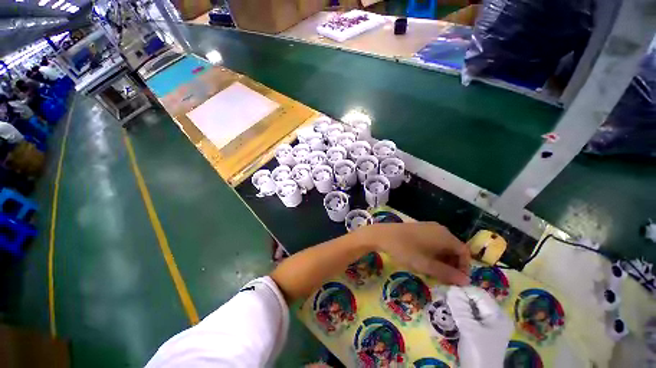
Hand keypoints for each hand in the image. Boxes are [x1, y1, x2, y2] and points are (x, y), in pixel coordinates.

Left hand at [356, 222, 469, 284]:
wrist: (383, 235)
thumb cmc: (405, 250)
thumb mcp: (426, 265)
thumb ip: (447, 273)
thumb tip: (466, 281)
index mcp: (445, 236)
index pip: (464, 252)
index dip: (464, 267)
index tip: (456, 280)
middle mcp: (440, 229)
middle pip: (454, 248)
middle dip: (452, 264)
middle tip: (444, 277)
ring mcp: (429, 226)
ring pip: (443, 245)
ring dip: (442, 259)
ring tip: (433, 270)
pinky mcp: (420, 227)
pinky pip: (433, 240)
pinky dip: (434, 252)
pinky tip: (424, 259)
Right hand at [447, 287, 512, 367]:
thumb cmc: (477, 352)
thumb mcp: (468, 329)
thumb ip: (460, 307)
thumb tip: (451, 287)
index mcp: (498, 315)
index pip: (478, 293)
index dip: (462, 291)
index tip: (445, 292)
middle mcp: (495, 317)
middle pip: (474, 299)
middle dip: (458, 298)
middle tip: (442, 298)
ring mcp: (488, 324)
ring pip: (469, 307)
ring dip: (456, 305)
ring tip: (443, 306)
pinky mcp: (480, 330)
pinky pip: (468, 315)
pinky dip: (458, 313)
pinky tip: (449, 315)